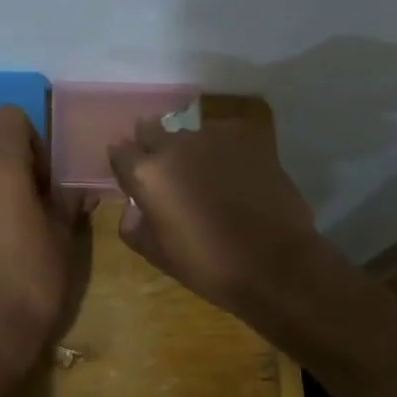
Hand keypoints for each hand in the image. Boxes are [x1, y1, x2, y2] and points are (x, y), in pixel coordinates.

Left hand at [0, 107, 91, 380]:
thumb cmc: (34, 280)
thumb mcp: (63, 239)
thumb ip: (68, 202)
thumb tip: (78, 187)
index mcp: (1, 172)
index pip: (8, 119)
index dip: (30, 136)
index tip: (44, 172)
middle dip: (19, 176)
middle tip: (40, 213)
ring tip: (17, 239)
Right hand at [108, 114, 330, 319]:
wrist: (276, 265)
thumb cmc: (209, 266)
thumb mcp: (158, 256)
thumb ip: (134, 226)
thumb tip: (133, 207)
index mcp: (147, 174)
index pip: (120, 152)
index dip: (124, 164)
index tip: (131, 177)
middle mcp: (175, 145)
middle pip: (151, 130)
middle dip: (151, 145)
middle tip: (165, 171)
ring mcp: (213, 136)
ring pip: (189, 133)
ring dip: (189, 149)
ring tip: (204, 173)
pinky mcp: (247, 137)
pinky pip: (224, 135)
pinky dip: (222, 149)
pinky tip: (234, 171)